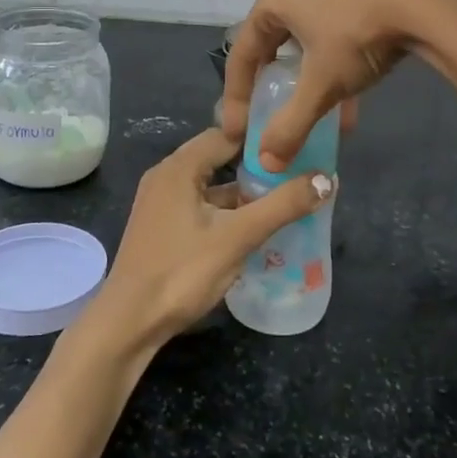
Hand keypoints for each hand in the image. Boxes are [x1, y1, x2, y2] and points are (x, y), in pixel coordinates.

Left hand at [88, 129, 332, 352]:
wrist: (129, 322)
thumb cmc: (182, 271)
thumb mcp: (238, 237)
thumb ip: (283, 205)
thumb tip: (327, 178)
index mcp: (179, 167)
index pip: (226, 134)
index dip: (261, 138)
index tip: (295, 143)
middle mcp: (166, 176)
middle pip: (218, 158)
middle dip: (255, 166)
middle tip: (296, 172)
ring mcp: (161, 203)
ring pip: (210, 185)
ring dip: (242, 192)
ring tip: (283, 199)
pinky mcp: (162, 227)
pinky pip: (200, 206)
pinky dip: (226, 211)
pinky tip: (252, 228)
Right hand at [222, 0, 456, 170]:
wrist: (419, 5)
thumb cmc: (354, 38)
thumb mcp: (319, 85)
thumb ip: (291, 125)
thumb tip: (265, 164)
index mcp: (271, 5)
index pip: (241, 56)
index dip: (236, 98)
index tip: (238, 133)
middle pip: (270, 54)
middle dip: (270, 94)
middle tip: (267, 126)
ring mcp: (326, 3)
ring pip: (304, 55)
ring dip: (305, 93)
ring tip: (307, 128)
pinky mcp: (356, 12)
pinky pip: (332, 52)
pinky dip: (334, 83)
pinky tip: (346, 118)